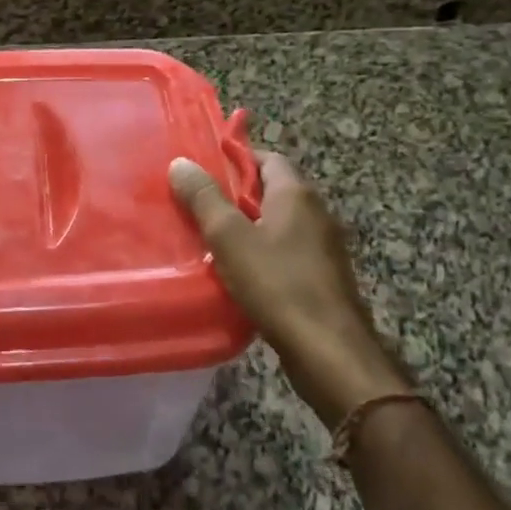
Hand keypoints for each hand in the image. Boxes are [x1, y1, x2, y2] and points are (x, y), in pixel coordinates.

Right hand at [170, 150, 408, 419]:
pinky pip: (286, 252)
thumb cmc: (277, 284)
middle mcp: (316, 213)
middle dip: (236, 195)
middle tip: (198, 204)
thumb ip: (204, 198)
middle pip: (272, 190)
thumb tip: (181, 162)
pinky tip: (238, 273)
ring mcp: (323, 247)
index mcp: (296, 194)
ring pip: (278, 224)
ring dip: (248, 227)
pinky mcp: (323, 277)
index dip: (236, 159)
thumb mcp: (229, 237)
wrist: (329, 351)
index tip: (203, 169)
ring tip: (210, 239)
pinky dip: (262, 254)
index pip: (267, 158)